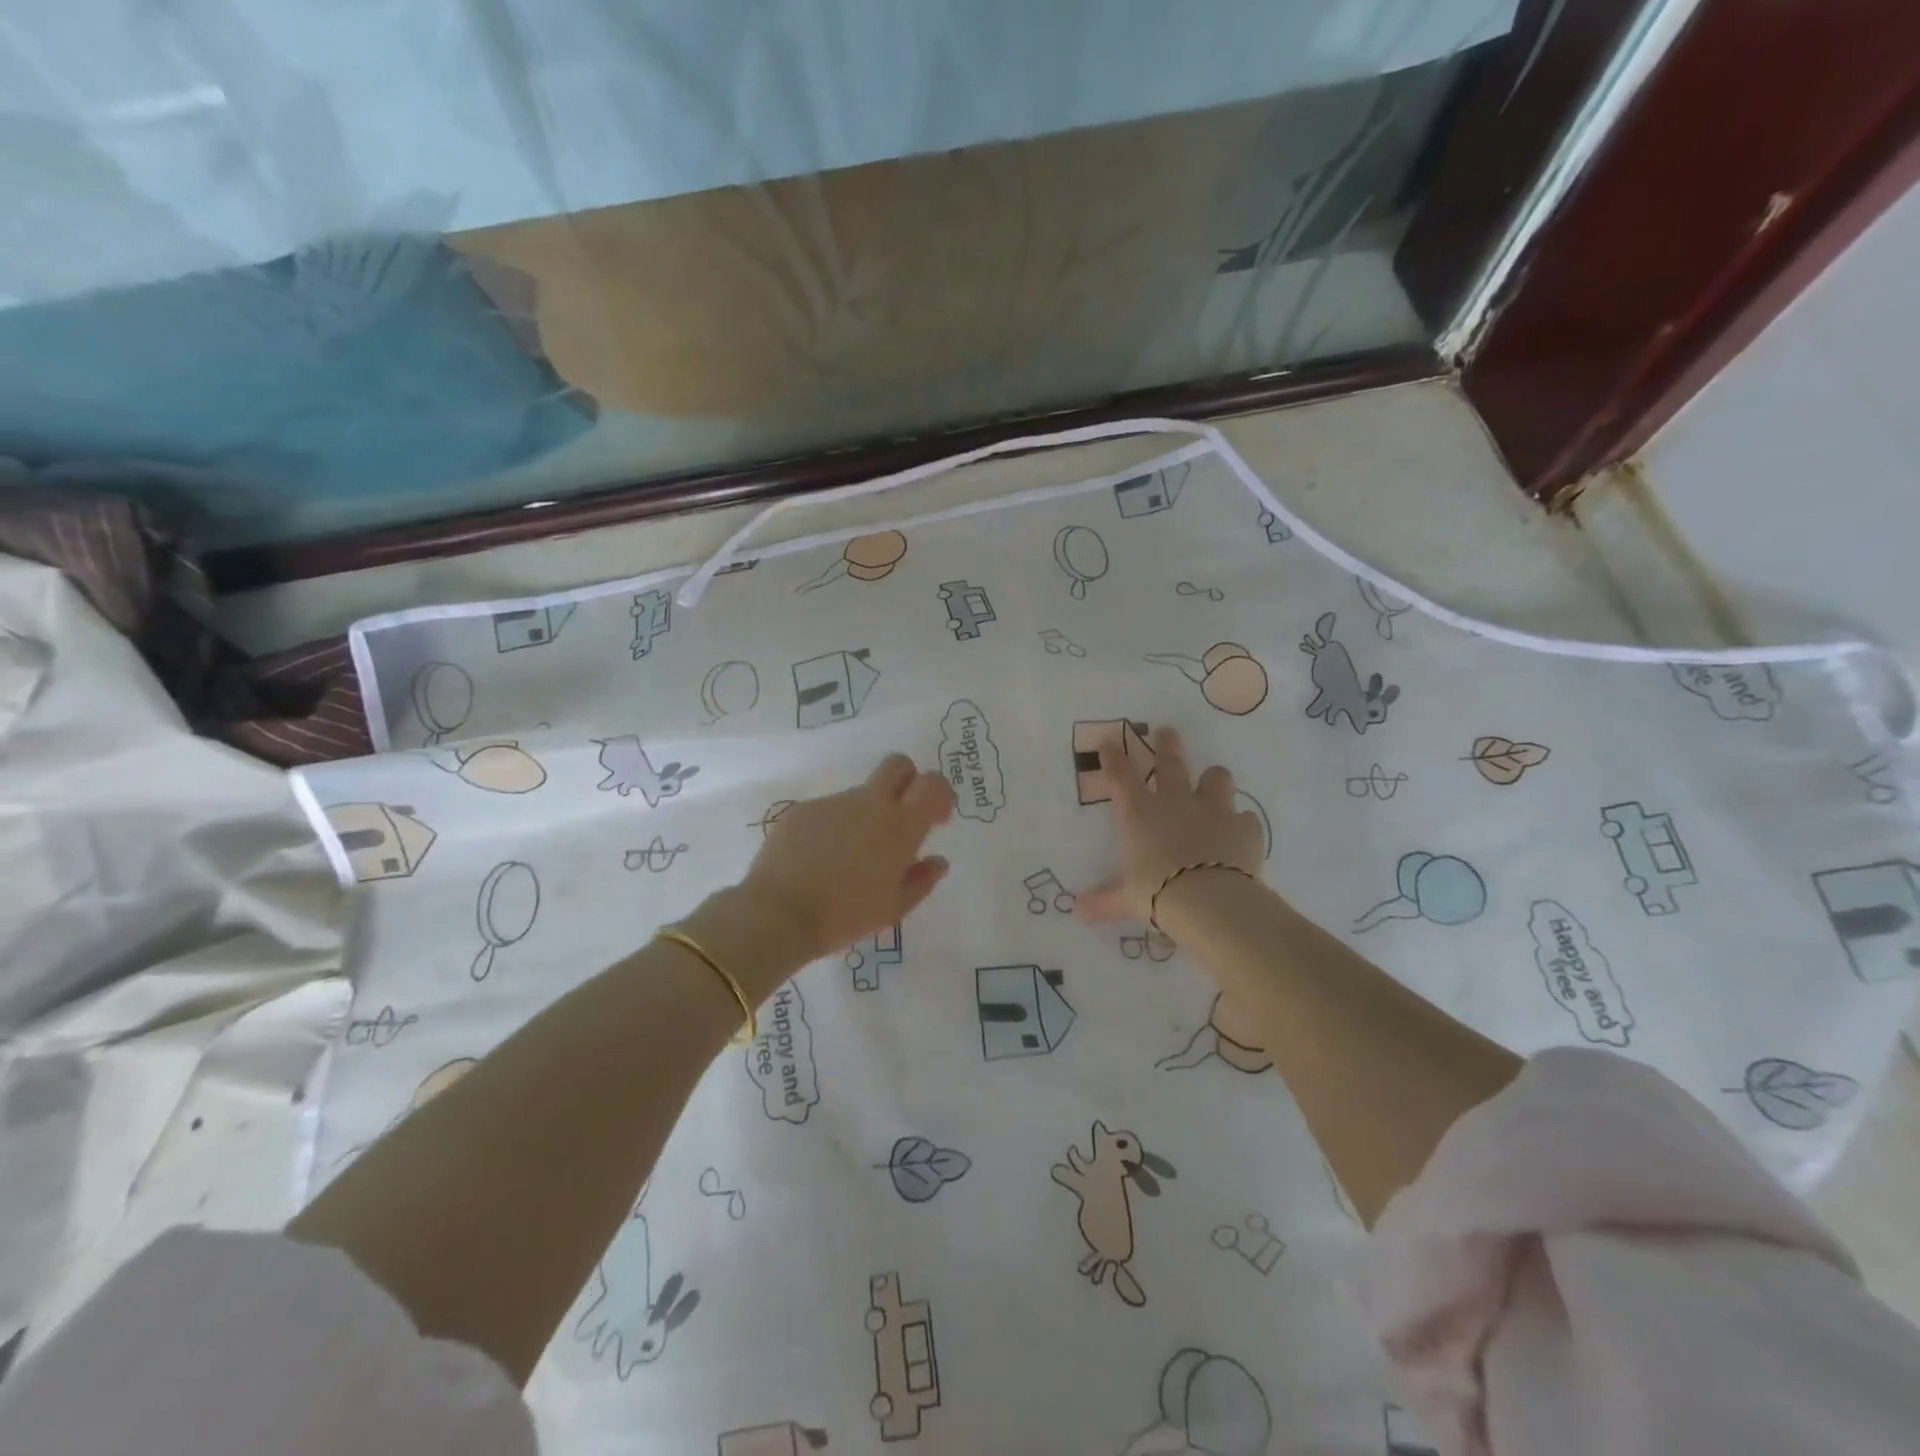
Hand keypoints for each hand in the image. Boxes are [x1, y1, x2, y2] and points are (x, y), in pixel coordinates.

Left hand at [741, 753, 955, 961]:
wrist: (779, 914)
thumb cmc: (845, 916)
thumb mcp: (893, 909)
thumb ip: (921, 880)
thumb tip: (937, 861)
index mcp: (899, 826)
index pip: (932, 784)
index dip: (939, 794)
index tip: (935, 818)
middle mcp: (869, 803)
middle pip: (898, 765)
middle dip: (907, 781)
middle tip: (900, 816)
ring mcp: (833, 803)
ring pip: (860, 795)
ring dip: (864, 816)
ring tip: (848, 859)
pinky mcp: (803, 810)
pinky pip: (829, 811)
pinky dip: (833, 829)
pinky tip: (819, 860)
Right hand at [1075, 727, 1263, 924]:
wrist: (1210, 901)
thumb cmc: (1157, 893)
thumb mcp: (1126, 899)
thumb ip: (1104, 900)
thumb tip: (1077, 910)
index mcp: (1140, 813)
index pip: (1121, 775)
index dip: (1113, 757)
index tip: (1109, 742)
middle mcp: (1175, 801)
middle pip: (1170, 762)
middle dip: (1167, 744)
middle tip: (1167, 731)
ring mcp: (1213, 810)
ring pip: (1216, 778)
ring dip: (1212, 778)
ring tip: (1212, 779)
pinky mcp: (1244, 827)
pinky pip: (1244, 818)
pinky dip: (1240, 824)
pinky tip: (1238, 833)